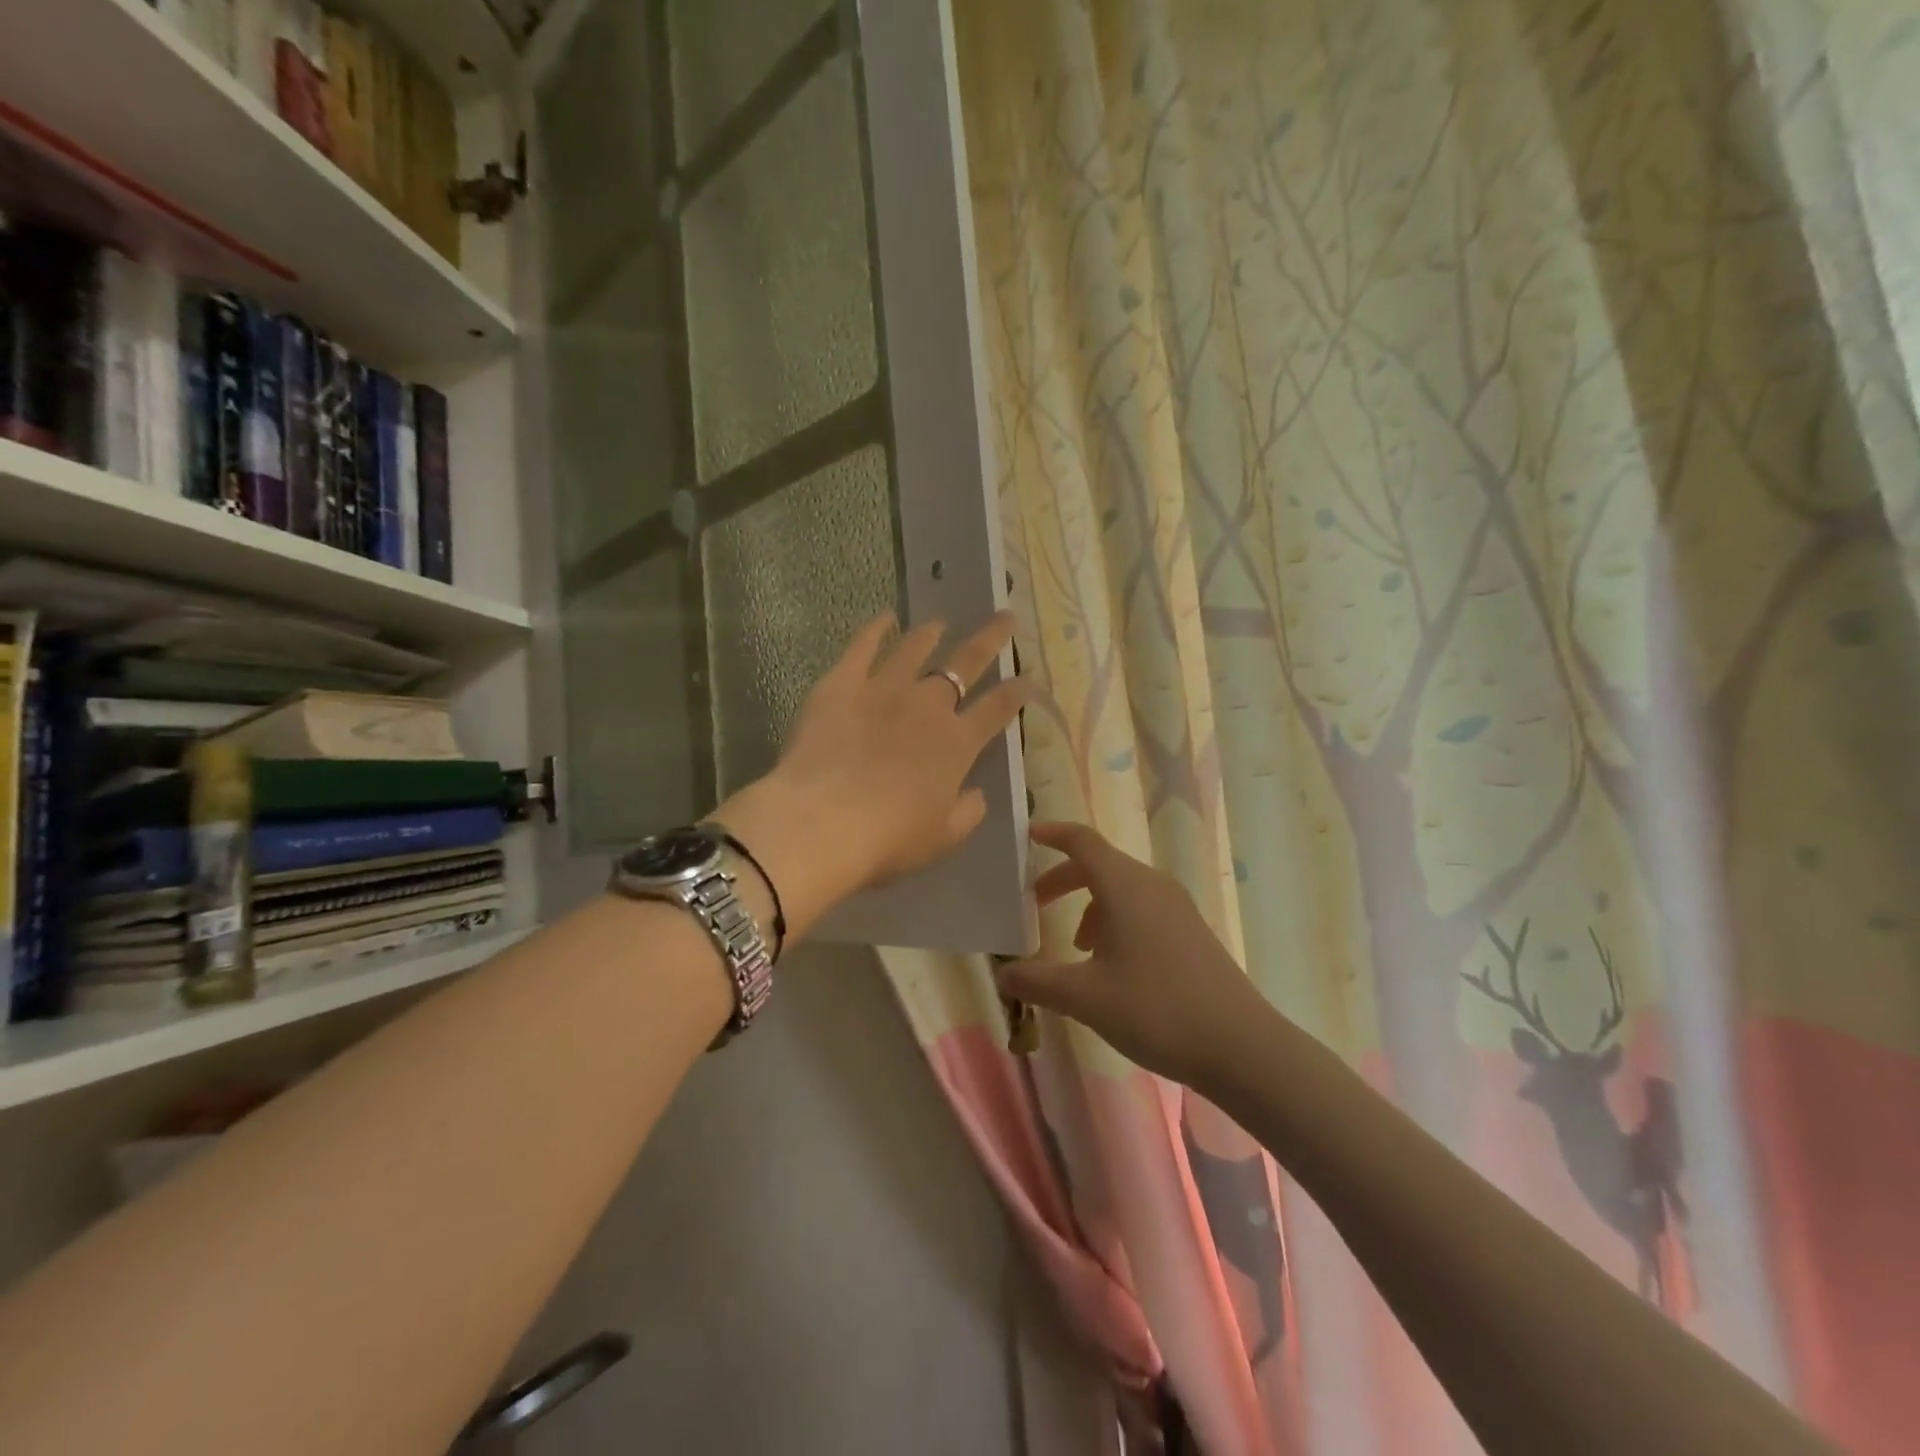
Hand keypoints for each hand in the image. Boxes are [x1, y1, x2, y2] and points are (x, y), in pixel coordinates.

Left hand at [718, 612, 1026, 935]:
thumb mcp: (942, 838)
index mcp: (957, 744)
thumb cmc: (888, 840)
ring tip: (940, 622)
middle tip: (1005, 616)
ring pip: (915, 649)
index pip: (997, 709)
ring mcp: (883, 689)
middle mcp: (927, 706)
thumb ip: (967, 813)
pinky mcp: (841, 684)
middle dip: (990, 639)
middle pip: (965, 663)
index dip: (1016, 692)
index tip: (1028, 677)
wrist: (822, 824)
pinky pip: (862, 647)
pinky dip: (875, 629)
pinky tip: (884, 618)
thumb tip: (976, 794)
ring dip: (931, 633)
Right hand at [993, 822, 1270, 1086]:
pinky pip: (1143, 907)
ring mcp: (1177, 907)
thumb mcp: (1085, 998)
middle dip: (1064, 878)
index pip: (1082, 841)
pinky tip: (1113, 965)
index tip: (1027, 836)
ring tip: (1076, 948)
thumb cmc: (1156, 1010)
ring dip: (1091, 905)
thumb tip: (1002, 973)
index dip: (1052, 834)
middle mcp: (1152, 885)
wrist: (1241, 1046)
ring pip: (1122, 888)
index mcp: (1125, 886)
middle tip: (1035, 903)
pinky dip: (1116, 920)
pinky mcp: (1191, 930)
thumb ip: (1037, 981)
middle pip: (1100, 864)